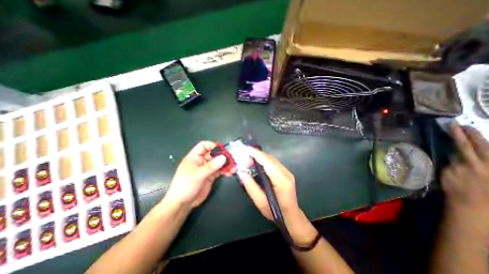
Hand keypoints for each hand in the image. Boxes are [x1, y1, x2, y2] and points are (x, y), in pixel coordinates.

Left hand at [162, 142, 227, 208]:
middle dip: (222, 156)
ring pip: (218, 163)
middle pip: (213, 154)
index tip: (222, 151)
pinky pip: (219, 171)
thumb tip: (224, 157)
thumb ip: (211, 166)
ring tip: (233, 167)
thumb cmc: (185, 186)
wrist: (182, 204)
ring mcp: (207, 169)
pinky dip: (225, 171)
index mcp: (195, 157)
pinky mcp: (211, 176)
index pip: (204, 146)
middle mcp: (201, 161)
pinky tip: (231, 173)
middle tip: (231, 160)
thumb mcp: (198, 175)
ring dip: (226, 164)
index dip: (213, 146)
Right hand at [236, 146, 298, 219]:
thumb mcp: (260, 203)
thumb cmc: (276, 213)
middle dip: (257, 155)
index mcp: (282, 182)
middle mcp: (286, 174)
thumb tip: (241, 172)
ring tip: (249, 160)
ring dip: (260, 157)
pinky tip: (257, 163)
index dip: (257, 154)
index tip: (246, 149)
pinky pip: (273, 162)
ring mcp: (287, 172)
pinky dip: (264, 160)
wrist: (291, 216)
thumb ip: (250, 187)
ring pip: (272, 159)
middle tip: (244, 158)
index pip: (268, 163)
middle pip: (270, 159)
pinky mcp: (286, 172)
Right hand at [442, 124, 488, 235]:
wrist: (474, 205)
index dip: (458, 136)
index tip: (453, 126)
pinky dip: (485, 152)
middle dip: (472, 135)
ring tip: (473, 131)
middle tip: (465, 125)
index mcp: (470, 165)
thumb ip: (452, 164)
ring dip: (480, 140)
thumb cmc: (457, 190)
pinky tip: (482, 146)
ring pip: (488, 151)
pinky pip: (488, 158)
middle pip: (479, 146)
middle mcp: (484, 164)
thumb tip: (454, 155)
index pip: (463, 146)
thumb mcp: (448, 176)